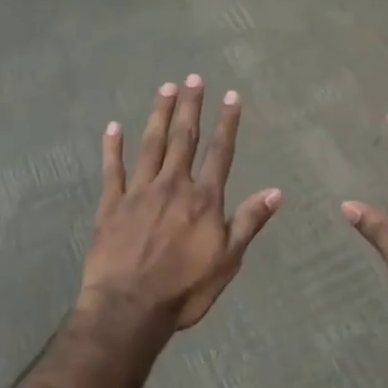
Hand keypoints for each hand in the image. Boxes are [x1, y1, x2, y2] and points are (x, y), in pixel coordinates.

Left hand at [81, 74, 281, 330]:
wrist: (129, 309)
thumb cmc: (184, 289)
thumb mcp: (228, 261)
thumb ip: (248, 222)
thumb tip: (276, 192)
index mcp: (203, 199)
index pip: (219, 152)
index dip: (227, 122)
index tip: (230, 96)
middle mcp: (173, 185)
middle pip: (184, 138)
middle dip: (190, 106)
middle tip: (193, 77)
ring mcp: (139, 192)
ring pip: (151, 144)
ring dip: (159, 115)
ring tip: (165, 88)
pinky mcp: (111, 204)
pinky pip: (112, 169)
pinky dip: (113, 147)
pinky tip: (113, 127)